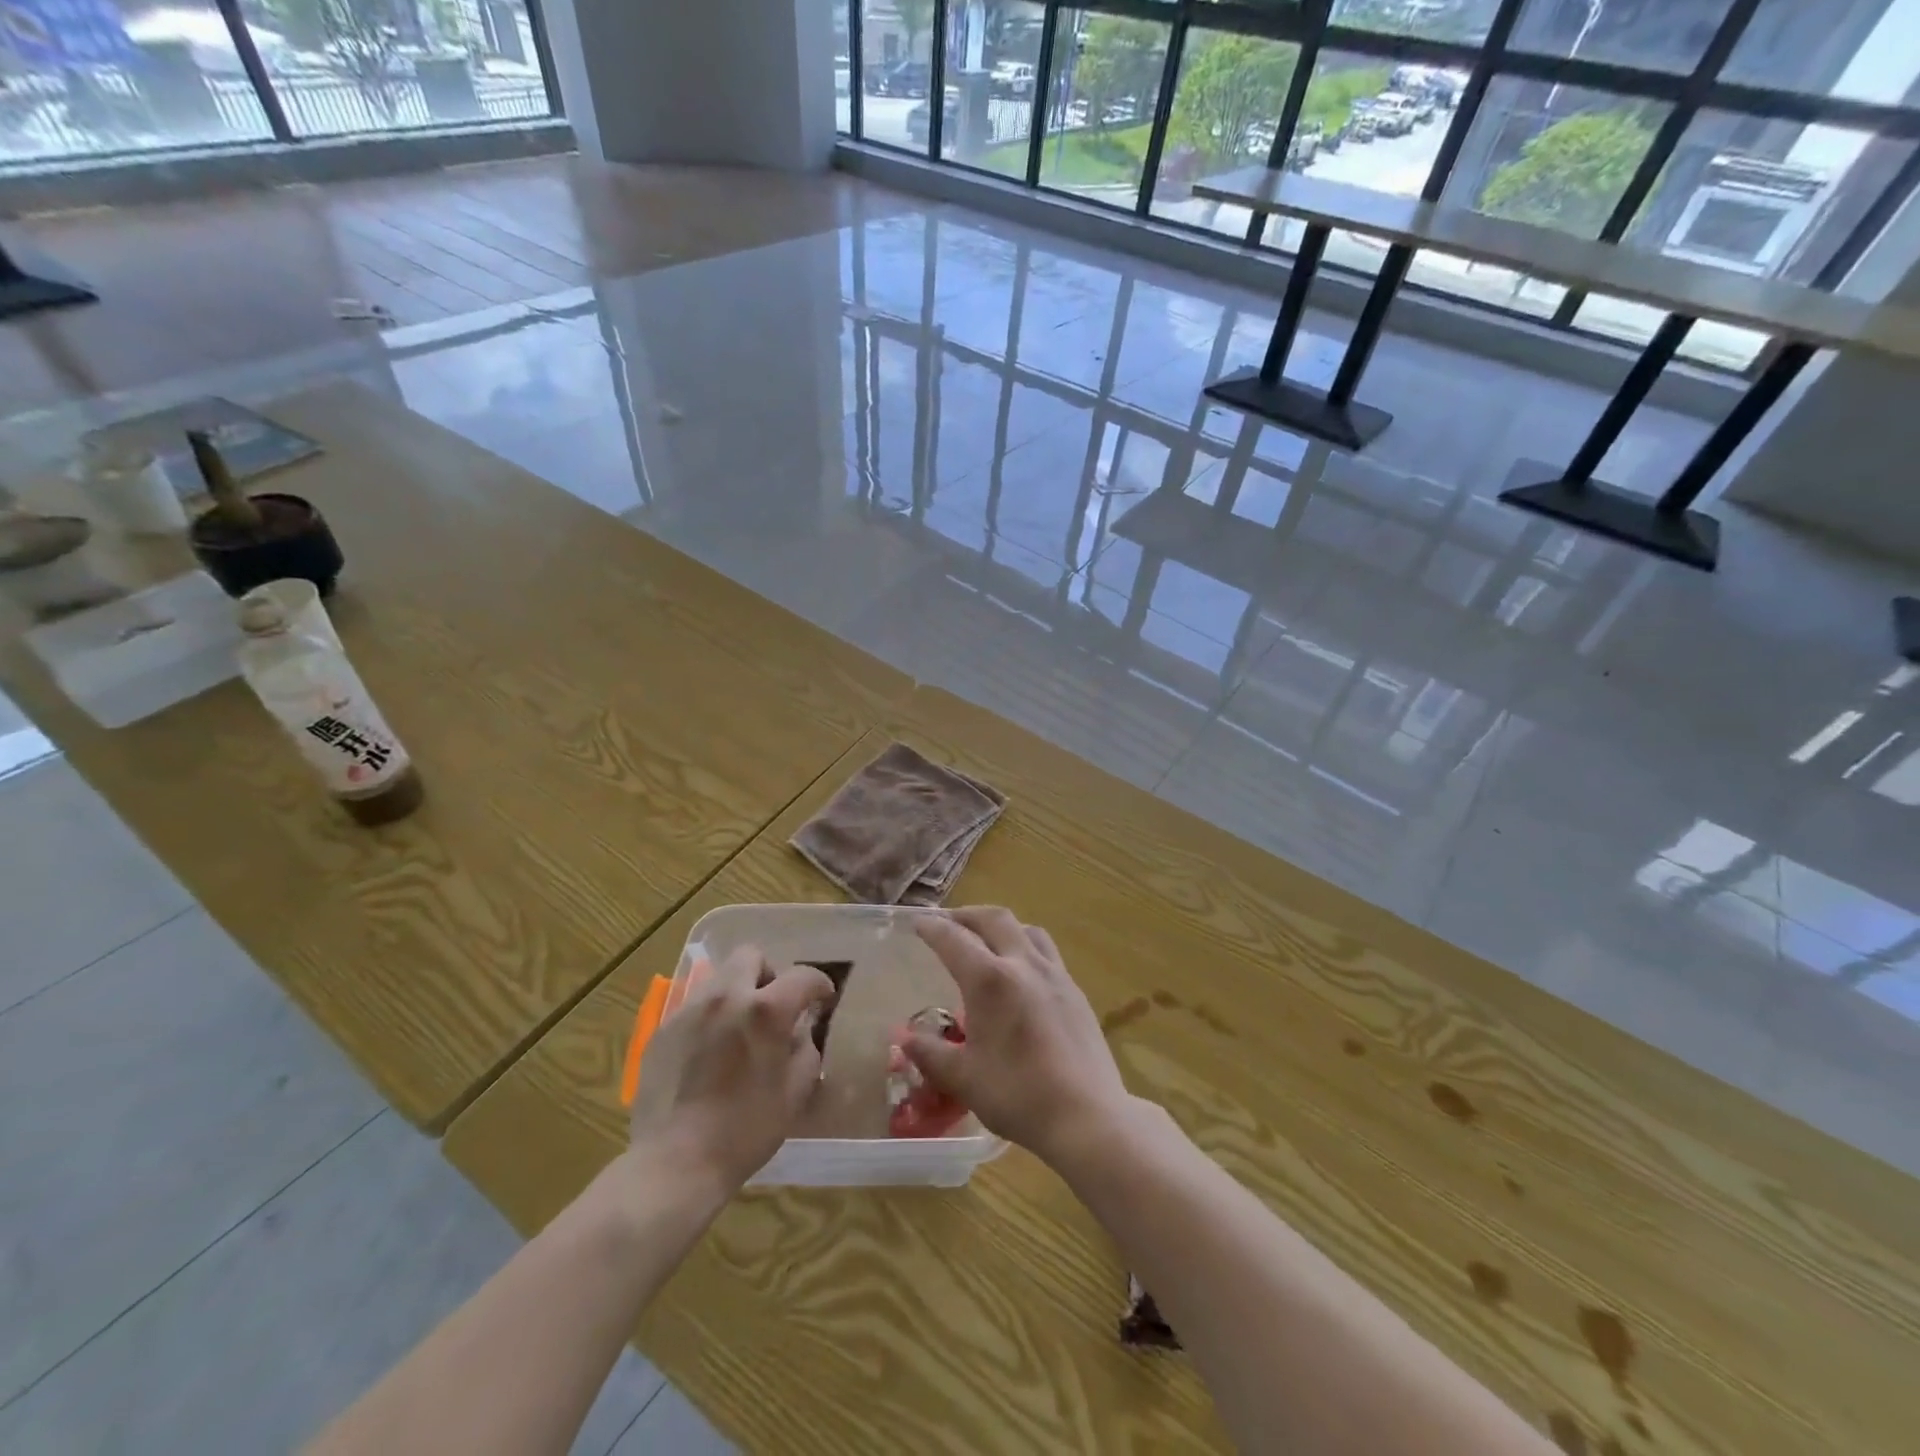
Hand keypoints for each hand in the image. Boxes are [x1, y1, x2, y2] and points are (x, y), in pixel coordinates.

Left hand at [627, 946, 835, 1195]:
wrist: (675, 1163)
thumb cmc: (746, 1131)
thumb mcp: (795, 1092)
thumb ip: (805, 1049)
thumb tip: (800, 1031)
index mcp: (765, 1010)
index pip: (803, 976)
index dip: (819, 985)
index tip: (822, 1000)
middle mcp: (726, 997)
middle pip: (751, 956)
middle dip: (768, 974)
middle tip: (772, 1007)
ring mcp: (689, 1010)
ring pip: (719, 978)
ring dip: (736, 993)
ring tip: (738, 1029)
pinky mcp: (662, 1029)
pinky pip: (693, 1007)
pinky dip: (709, 1018)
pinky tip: (708, 1053)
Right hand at [907, 907, 1131, 1165]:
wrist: (1087, 1115)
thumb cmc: (1018, 1095)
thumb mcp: (963, 1078)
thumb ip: (931, 1054)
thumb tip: (905, 1040)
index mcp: (990, 980)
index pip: (954, 939)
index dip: (933, 928)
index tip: (918, 923)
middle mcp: (1023, 964)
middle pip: (994, 919)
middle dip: (967, 915)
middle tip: (949, 923)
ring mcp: (1055, 975)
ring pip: (1026, 930)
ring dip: (1001, 926)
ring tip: (988, 940)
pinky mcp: (1075, 991)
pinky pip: (1047, 952)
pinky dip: (1026, 947)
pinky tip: (1022, 974)